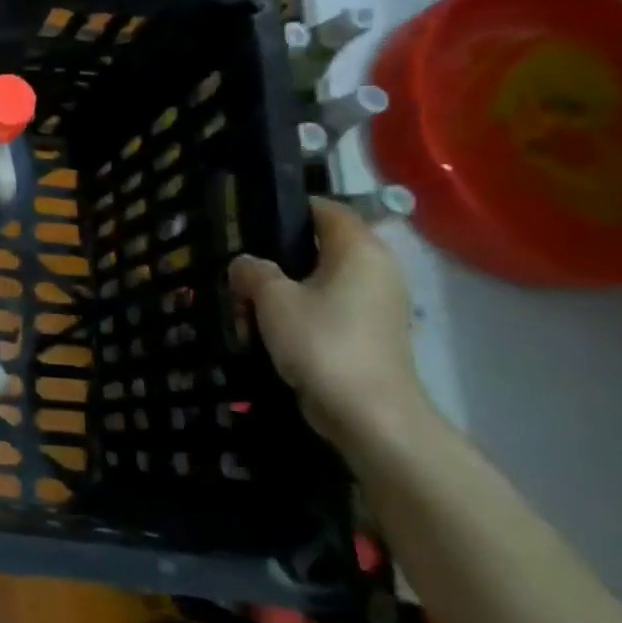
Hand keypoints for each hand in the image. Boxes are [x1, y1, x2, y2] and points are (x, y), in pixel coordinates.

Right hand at [227, 197, 430, 453]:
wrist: (369, 414)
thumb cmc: (322, 341)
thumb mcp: (272, 299)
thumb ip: (253, 271)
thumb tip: (244, 264)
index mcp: (360, 249)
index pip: (327, 209)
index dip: (290, 209)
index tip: (251, 221)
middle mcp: (377, 269)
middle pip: (323, 246)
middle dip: (280, 255)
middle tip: (242, 266)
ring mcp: (379, 303)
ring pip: (323, 279)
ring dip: (287, 287)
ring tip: (248, 301)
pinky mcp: (372, 333)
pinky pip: (330, 307)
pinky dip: (302, 311)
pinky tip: (271, 328)